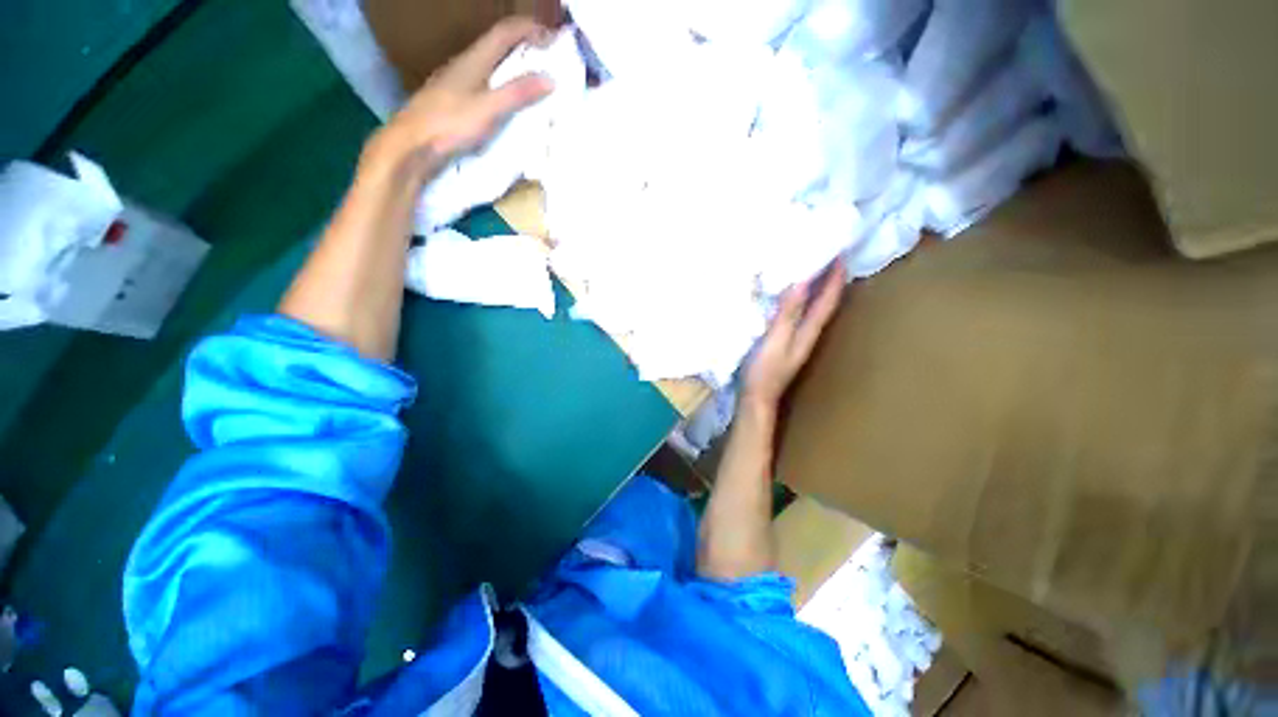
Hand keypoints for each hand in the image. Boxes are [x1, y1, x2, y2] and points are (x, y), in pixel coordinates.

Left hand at [369, 17, 554, 171]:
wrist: (413, 144)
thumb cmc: (450, 123)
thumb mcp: (489, 109)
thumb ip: (517, 93)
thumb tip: (550, 79)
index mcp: (474, 60)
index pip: (505, 32)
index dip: (529, 29)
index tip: (552, 38)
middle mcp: (465, 65)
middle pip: (497, 46)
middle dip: (523, 47)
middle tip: (546, 60)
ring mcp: (457, 82)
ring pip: (490, 66)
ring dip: (512, 68)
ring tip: (531, 82)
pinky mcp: (454, 101)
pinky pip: (484, 85)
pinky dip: (501, 87)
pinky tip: (506, 104)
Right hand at [742, 260, 846, 412]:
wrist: (755, 398)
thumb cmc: (764, 371)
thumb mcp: (776, 340)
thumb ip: (788, 314)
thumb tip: (802, 282)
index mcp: (809, 331)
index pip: (827, 301)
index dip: (835, 278)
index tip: (840, 253)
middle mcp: (806, 333)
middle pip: (823, 303)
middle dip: (828, 279)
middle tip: (826, 255)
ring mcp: (794, 338)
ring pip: (810, 308)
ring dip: (813, 288)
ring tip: (809, 267)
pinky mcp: (781, 340)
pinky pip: (793, 314)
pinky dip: (795, 299)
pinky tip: (786, 294)